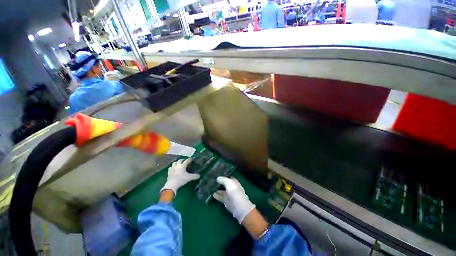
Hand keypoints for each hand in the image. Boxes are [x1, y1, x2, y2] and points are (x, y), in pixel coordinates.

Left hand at [161, 158, 199, 195]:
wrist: (171, 185)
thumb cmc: (181, 179)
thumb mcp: (189, 178)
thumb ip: (194, 176)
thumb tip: (199, 175)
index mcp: (182, 165)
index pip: (187, 160)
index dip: (190, 159)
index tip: (192, 158)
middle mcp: (177, 165)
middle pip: (180, 160)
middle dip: (183, 160)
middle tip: (185, 161)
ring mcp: (172, 168)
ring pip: (174, 163)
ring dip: (177, 163)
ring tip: (179, 164)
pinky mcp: (169, 172)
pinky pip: (170, 168)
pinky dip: (172, 167)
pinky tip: (173, 169)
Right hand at [213, 177, 255, 222]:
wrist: (239, 208)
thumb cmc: (235, 193)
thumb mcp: (229, 183)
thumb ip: (223, 180)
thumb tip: (218, 178)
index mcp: (235, 183)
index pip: (230, 178)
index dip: (225, 177)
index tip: (218, 175)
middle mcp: (233, 189)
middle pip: (226, 185)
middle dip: (221, 183)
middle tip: (213, 181)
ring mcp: (230, 196)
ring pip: (223, 191)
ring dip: (218, 190)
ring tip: (211, 187)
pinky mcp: (227, 202)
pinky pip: (221, 197)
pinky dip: (217, 196)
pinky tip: (213, 194)